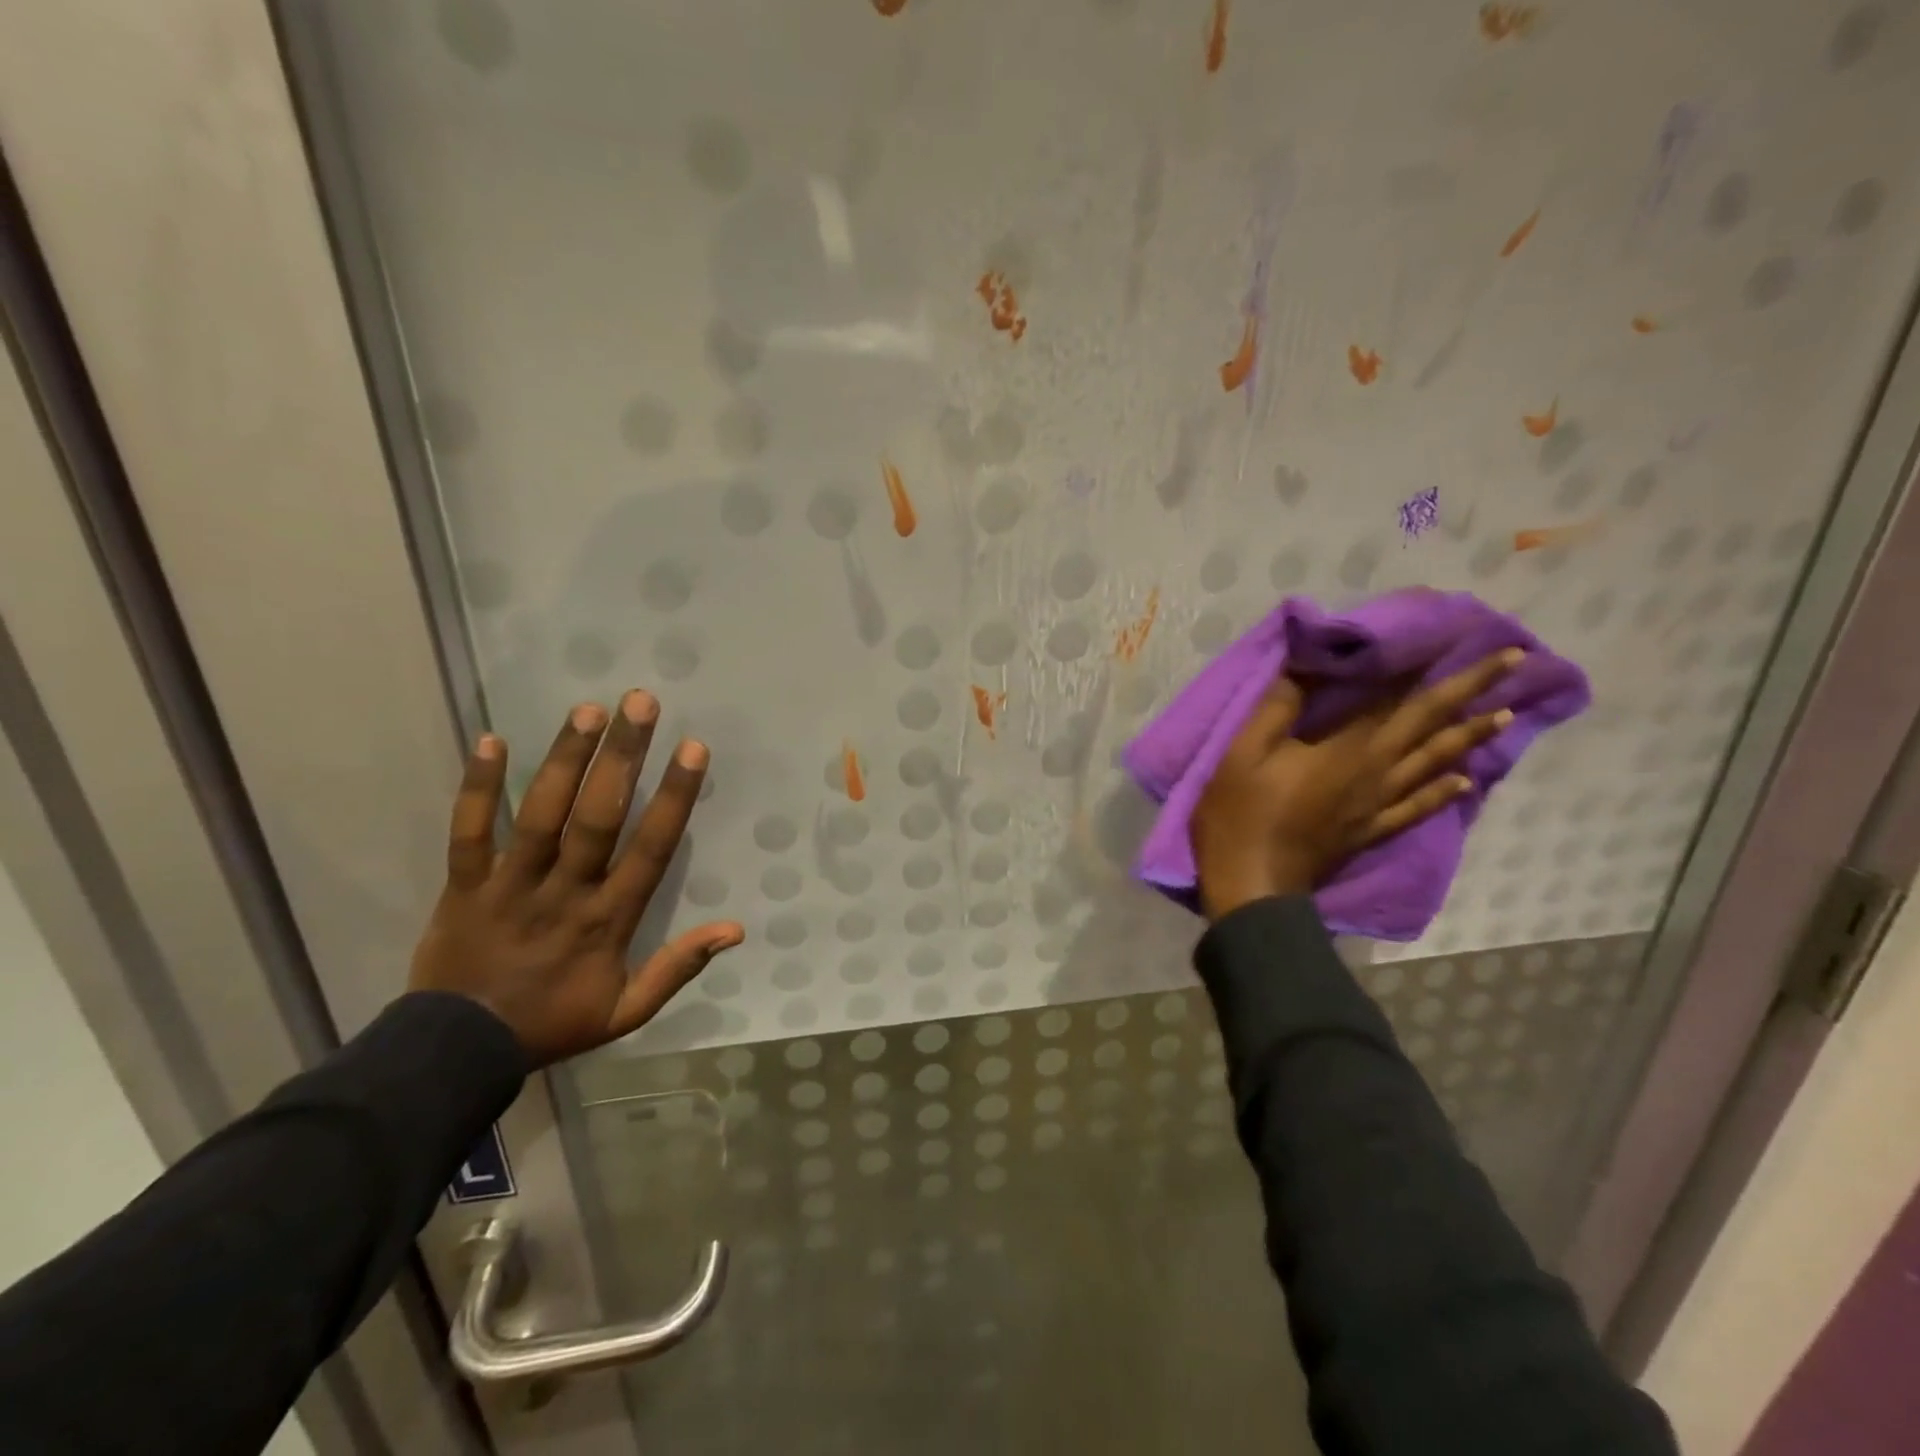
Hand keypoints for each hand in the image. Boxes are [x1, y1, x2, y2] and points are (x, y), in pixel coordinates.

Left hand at [408, 691, 744, 1066]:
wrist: (458, 1052)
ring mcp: (510, 884)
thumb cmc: (553, 1022)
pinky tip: (490, 739)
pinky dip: (477, 787)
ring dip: (564, 760)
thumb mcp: (627, 1011)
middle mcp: (564, 891)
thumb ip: (679, 968)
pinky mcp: (464, 884)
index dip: (673, 797)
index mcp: (608, 919)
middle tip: (640, 703)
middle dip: (622, 757)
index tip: (693, 750)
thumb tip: (735, 930)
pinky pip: (469, 831)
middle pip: (597, 817)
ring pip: (540, 814)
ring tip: (587, 710)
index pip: (649, 848)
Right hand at [1191, 649, 1523, 920]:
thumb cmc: (1241, 813)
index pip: (1403, 701)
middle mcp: (1378, 773)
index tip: (1469, 641)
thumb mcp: (1243, 752)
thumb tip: (1304, 667)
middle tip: (1515, 660)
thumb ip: (1276, 708)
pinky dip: (1443, 792)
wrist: (1251, 884)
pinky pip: (1417, 808)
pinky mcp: (1370, 831)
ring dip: (1470, 737)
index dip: (1437, 671)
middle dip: (1473, 691)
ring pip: (1435, 764)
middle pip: (1432, 726)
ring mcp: (1378, 806)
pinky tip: (1465, 782)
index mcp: (1350, 750)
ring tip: (1506, 714)